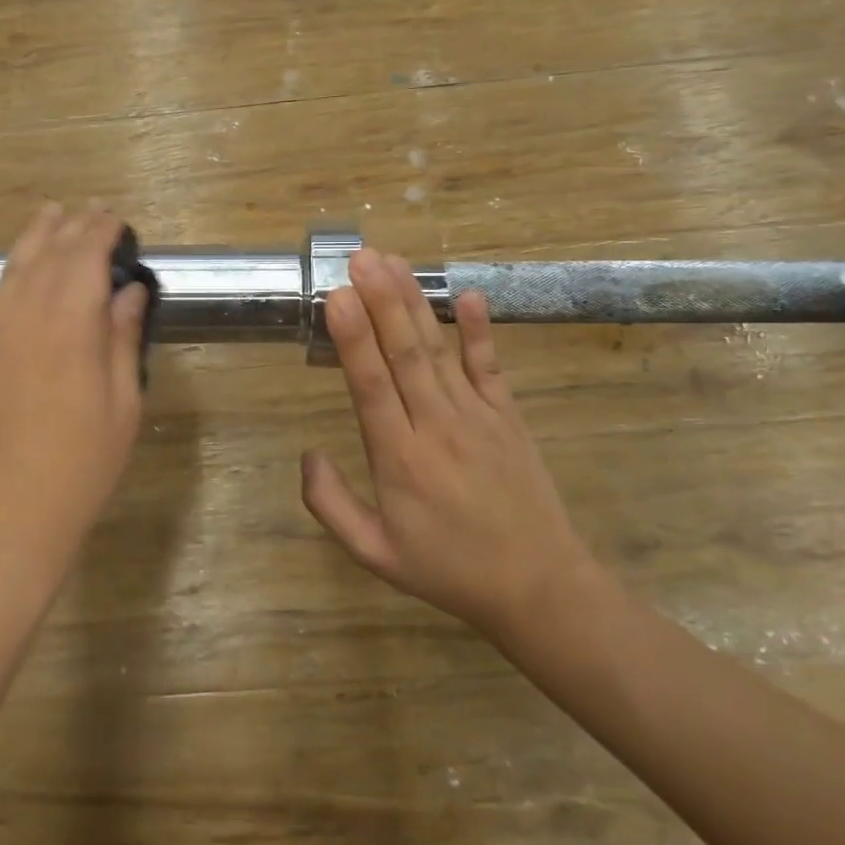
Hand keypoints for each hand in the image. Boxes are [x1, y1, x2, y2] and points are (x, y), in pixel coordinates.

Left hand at [0, 205, 150, 585]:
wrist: (3, 521)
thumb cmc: (80, 469)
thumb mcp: (122, 407)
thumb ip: (122, 341)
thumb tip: (129, 291)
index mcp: (72, 326)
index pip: (88, 259)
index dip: (102, 232)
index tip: (116, 218)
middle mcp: (27, 317)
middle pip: (51, 256)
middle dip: (73, 227)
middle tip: (89, 209)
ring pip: (11, 271)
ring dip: (30, 238)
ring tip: (48, 213)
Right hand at [301, 249, 594, 638]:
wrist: (538, 587)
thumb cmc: (448, 569)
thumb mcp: (374, 553)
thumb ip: (331, 505)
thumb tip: (306, 454)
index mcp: (400, 459)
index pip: (371, 386)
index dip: (353, 339)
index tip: (337, 296)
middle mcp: (437, 426)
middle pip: (405, 353)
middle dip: (381, 300)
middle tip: (361, 257)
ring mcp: (478, 417)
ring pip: (440, 350)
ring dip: (414, 303)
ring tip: (392, 262)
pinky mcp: (508, 417)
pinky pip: (490, 366)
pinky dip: (480, 330)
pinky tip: (469, 295)